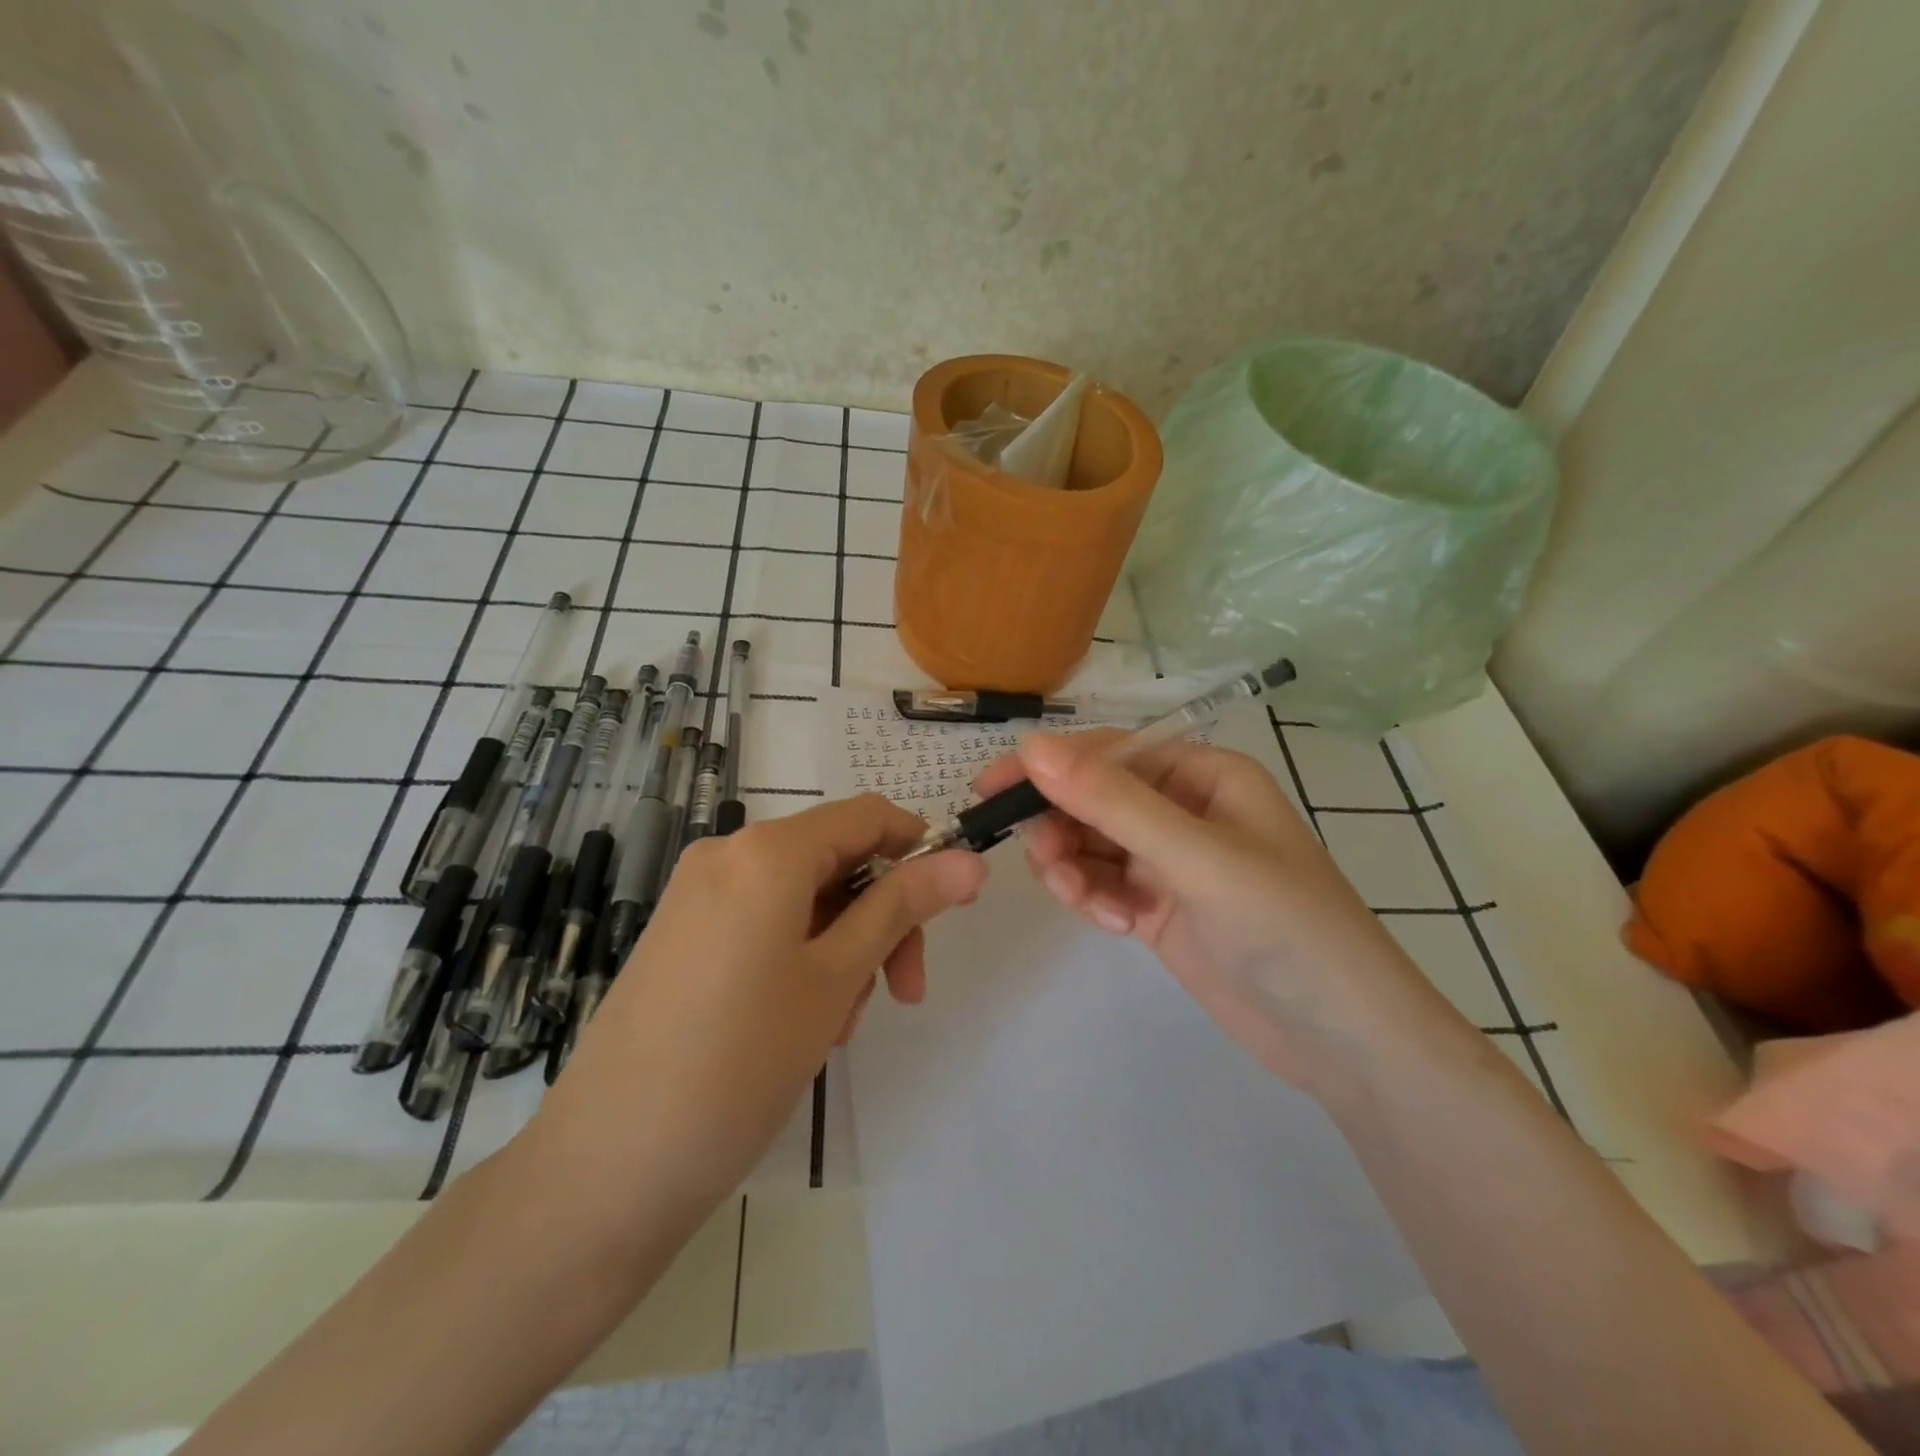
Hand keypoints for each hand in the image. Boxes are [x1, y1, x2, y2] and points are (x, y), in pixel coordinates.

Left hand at [535, 795, 984, 1214]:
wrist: (606, 1167)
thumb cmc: (740, 1062)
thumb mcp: (837, 978)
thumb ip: (903, 907)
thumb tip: (970, 861)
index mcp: (767, 851)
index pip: (868, 817)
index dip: (919, 850)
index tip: (950, 908)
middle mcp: (727, 855)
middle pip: (836, 860)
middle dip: (880, 917)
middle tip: (901, 992)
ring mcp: (697, 895)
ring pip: (803, 897)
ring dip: (842, 946)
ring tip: (838, 1024)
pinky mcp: (681, 934)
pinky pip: (763, 922)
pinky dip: (799, 956)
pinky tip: (799, 1022)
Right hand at [977, 731, 1453, 1090]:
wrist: (1341, 1039)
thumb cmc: (1283, 926)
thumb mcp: (1195, 857)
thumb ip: (1111, 802)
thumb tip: (1031, 746)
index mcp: (1203, 774)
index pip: (1109, 752)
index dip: (1049, 765)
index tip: (991, 789)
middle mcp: (1182, 809)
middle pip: (1093, 798)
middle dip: (1062, 827)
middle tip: (1046, 863)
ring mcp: (1169, 861)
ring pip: (1090, 844)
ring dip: (1073, 868)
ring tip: (1087, 903)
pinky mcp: (1158, 907)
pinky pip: (1103, 884)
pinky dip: (1095, 899)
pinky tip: (1118, 926)